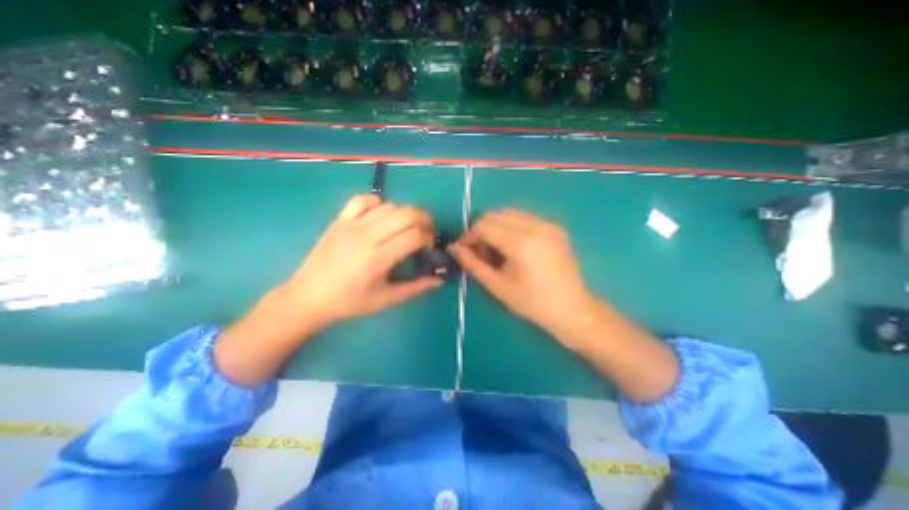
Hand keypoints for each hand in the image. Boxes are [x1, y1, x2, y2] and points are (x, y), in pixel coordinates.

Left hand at [213, 196, 439, 386]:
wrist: (308, 296)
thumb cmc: (349, 302)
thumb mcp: (386, 299)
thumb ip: (415, 287)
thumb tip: (439, 279)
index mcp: (378, 258)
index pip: (414, 235)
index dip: (428, 237)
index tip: (428, 247)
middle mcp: (366, 236)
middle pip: (406, 214)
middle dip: (424, 219)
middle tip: (426, 232)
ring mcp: (350, 225)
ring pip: (389, 205)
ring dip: (405, 213)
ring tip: (406, 226)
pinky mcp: (339, 220)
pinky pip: (362, 200)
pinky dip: (378, 203)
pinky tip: (381, 215)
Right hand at [448, 207, 594, 341]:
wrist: (573, 310)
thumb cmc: (532, 303)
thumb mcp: (498, 286)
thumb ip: (473, 264)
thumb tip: (454, 247)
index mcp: (522, 243)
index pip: (484, 225)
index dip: (469, 235)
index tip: (464, 250)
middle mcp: (536, 226)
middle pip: (495, 214)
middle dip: (481, 230)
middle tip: (481, 253)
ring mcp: (548, 224)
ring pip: (509, 213)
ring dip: (496, 227)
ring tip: (497, 251)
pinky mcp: (555, 227)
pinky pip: (524, 218)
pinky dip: (511, 227)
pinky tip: (514, 247)